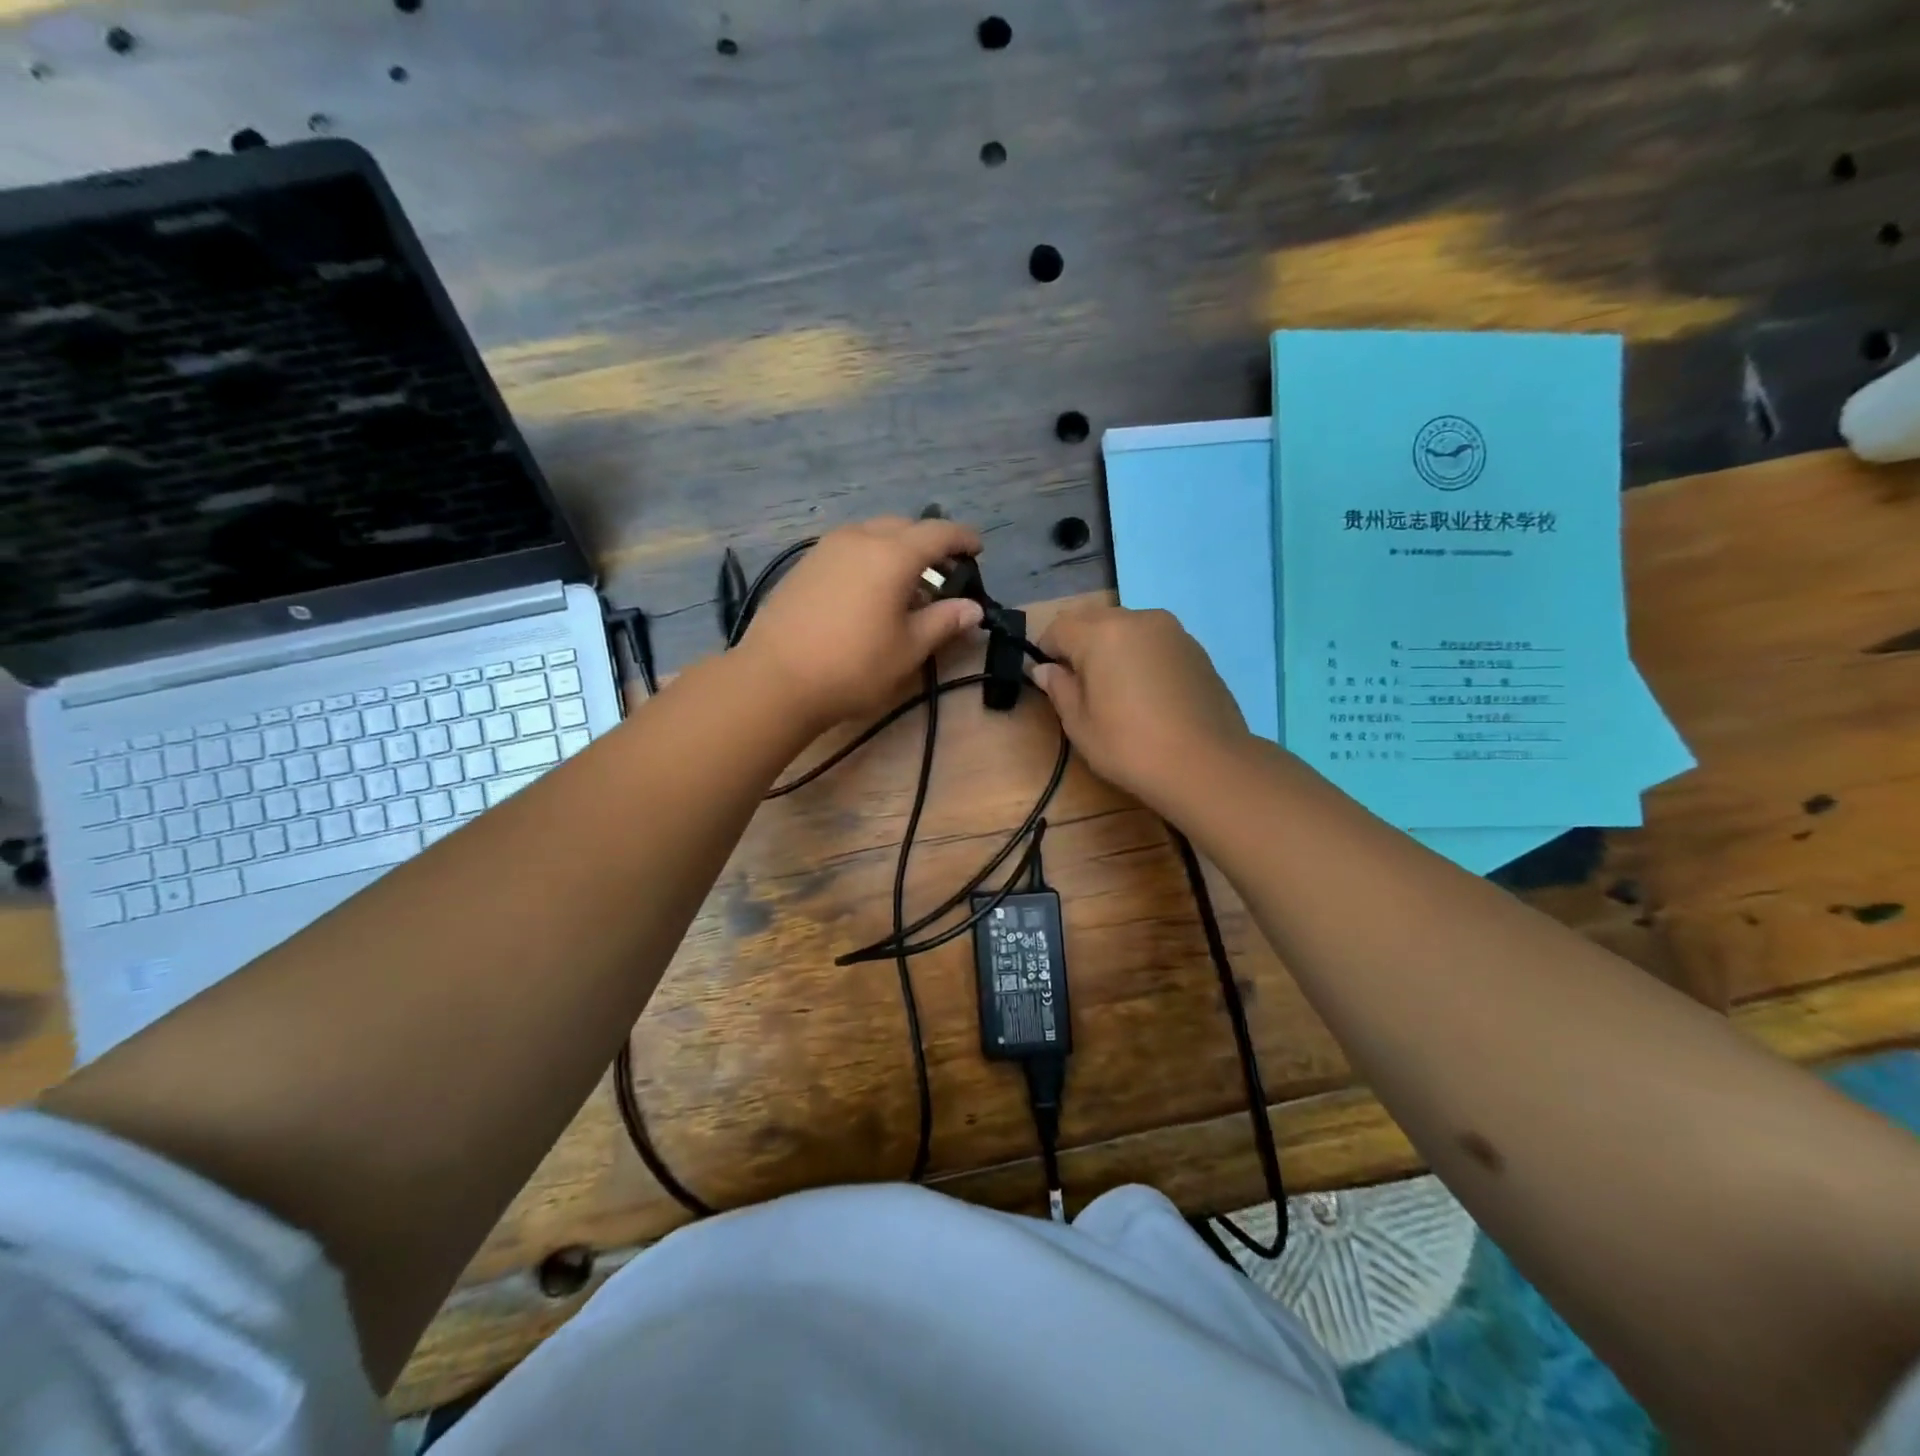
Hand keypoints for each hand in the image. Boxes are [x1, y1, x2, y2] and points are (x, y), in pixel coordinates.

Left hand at [739, 517, 984, 730]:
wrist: (775, 679)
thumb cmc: (853, 667)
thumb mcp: (908, 649)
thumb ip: (944, 622)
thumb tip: (973, 608)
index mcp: (892, 554)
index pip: (938, 533)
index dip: (963, 538)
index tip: (978, 549)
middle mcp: (859, 538)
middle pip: (904, 527)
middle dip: (928, 543)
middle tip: (944, 572)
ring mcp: (826, 549)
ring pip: (872, 534)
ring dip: (896, 550)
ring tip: (906, 585)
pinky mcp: (804, 565)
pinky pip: (848, 549)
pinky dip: (869, 559)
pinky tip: (869, 592)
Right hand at [1031, 605, 1251, 807]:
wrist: (1207, 764)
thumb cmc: (1131, 747)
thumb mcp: (1080, 725)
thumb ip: (1059, 688)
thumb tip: (1045, 669)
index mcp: (1101, 633)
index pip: (1058, 627)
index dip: (1046, 651)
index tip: (1049, 681)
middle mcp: (1137, 619)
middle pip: (1093, 620)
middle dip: (1079, 644)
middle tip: (1081, 686)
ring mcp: (1171, 630)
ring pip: (1126, 627)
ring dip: (1111, 648)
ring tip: (1116, 690)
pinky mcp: (1195, 648)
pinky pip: (1153, 641)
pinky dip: (1140, 656)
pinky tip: (1147, 693)